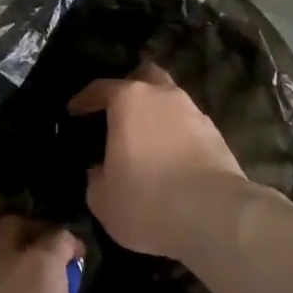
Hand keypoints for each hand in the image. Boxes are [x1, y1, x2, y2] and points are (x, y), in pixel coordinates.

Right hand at [67, 62, 249, 259]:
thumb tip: (100, 172)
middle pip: (146, 77)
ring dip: (158, 113)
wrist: (214, 216)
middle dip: (132, 87)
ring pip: (172, 101)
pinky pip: (190, 126)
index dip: (85, 98)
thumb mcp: (103, 200)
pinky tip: (171, 157)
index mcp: (129, 101)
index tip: (74, 110)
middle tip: (119, 110)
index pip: (101, 88)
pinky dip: (178, 135)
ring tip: (146, 138)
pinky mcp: (218, 136)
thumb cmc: (147, 201)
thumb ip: (96, 179)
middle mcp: (163, 96)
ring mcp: (195, 113)